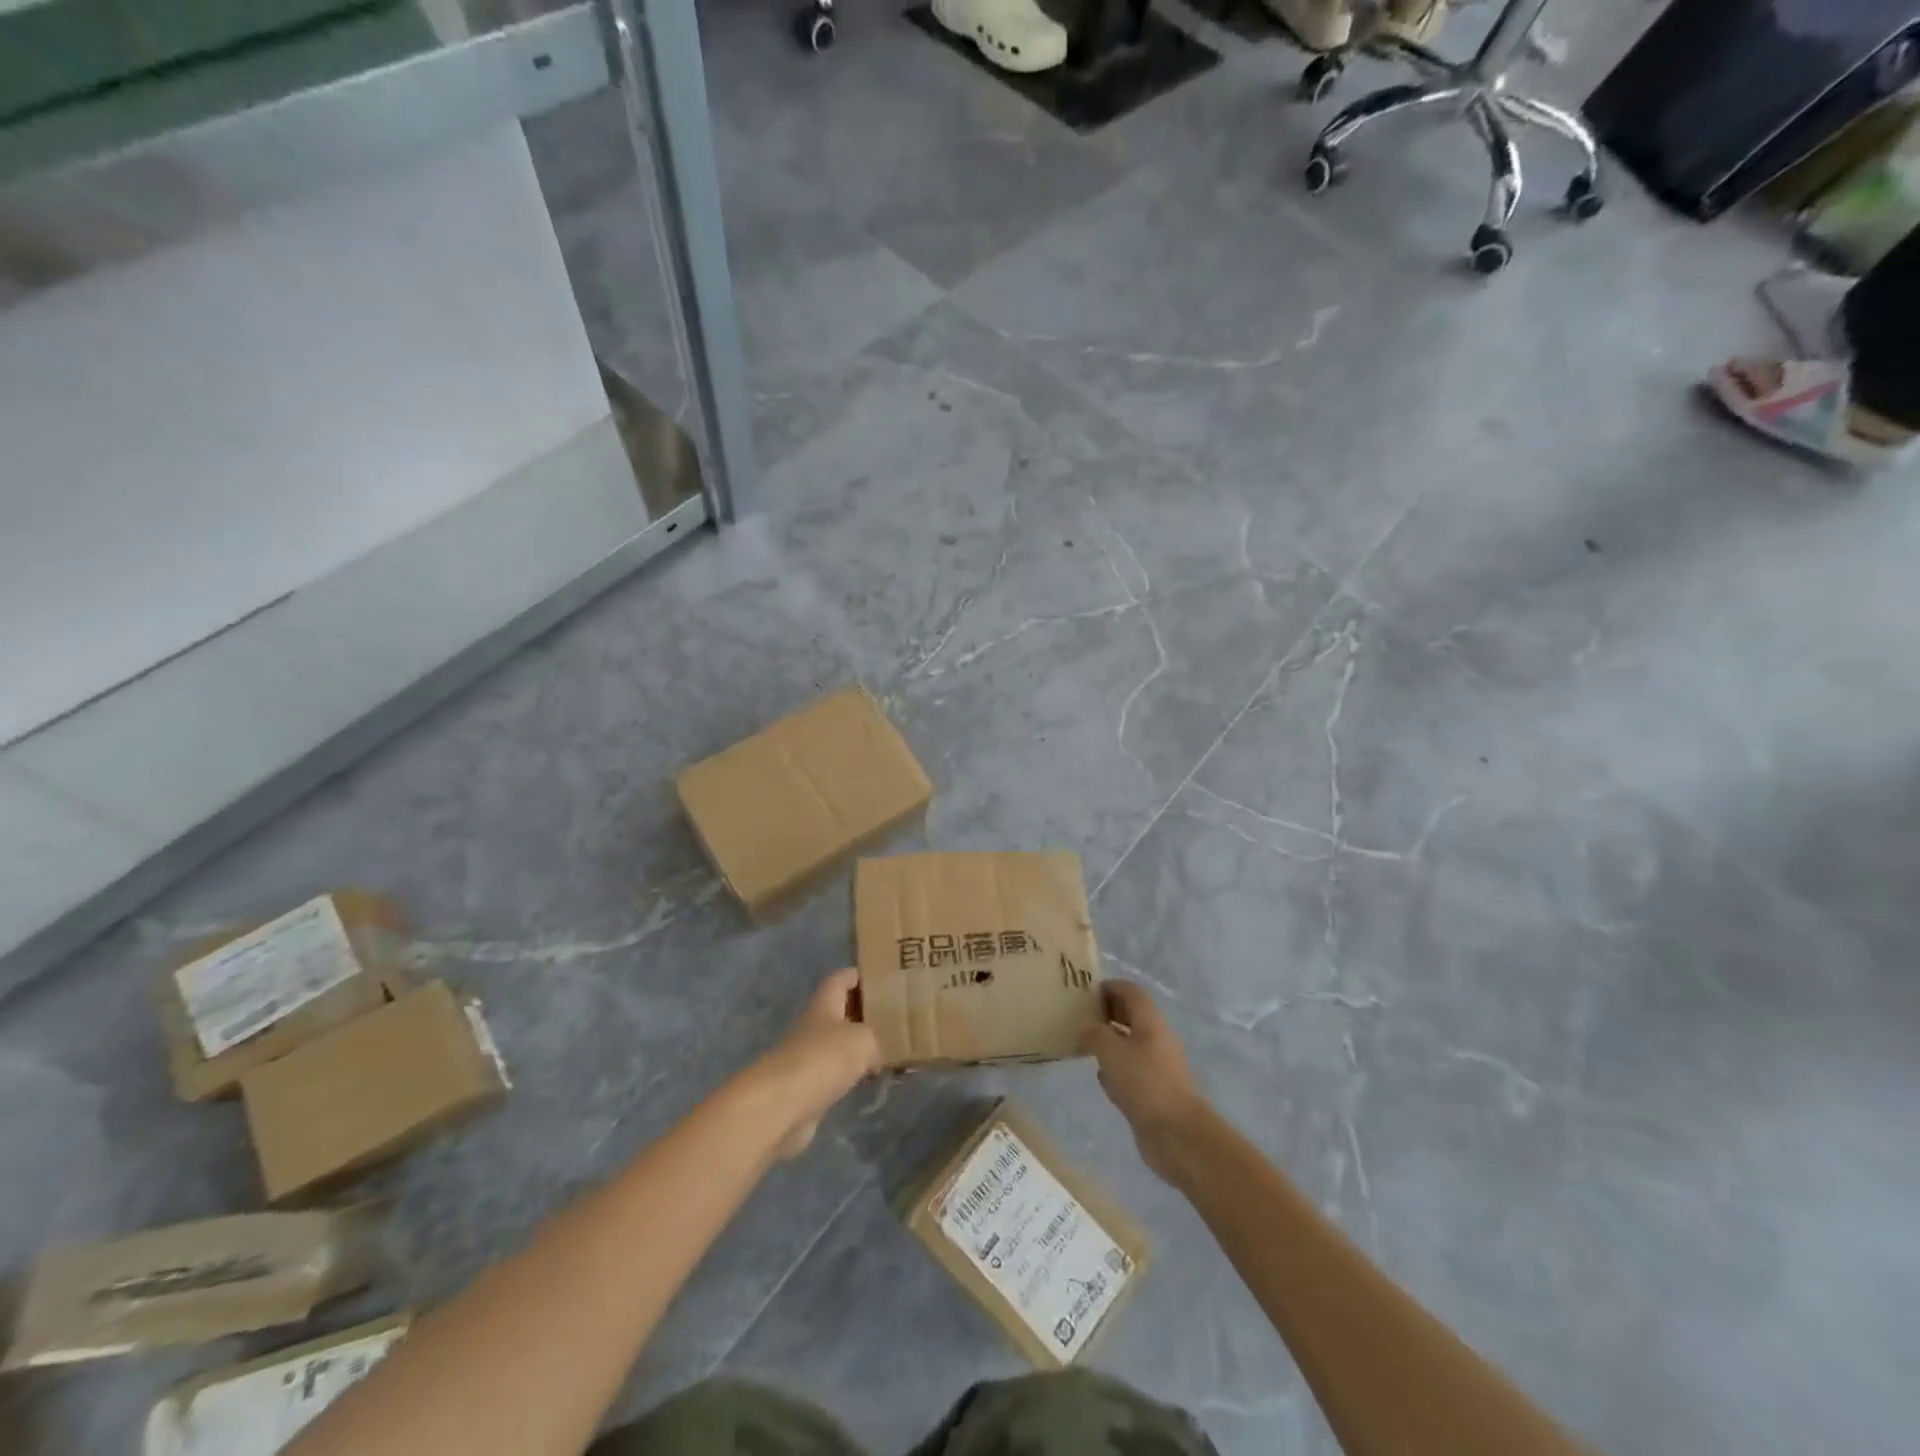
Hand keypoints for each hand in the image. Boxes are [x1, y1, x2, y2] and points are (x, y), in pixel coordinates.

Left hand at [755, 969, 881, 1158]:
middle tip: (890, 1018)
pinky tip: (867, 1083)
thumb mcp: (863, 1040)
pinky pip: (832, 1074)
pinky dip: (848, 1076)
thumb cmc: (823, 1058)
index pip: (839, 979)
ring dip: (855, 1048)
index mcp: (823, 1004)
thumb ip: (875, 1040)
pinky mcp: (804, 1087)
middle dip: (861, 1014)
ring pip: (836, 1045)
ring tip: (885, 1052)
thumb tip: (873, 1057)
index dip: (856, 976)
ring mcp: (805, 1057)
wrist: (780, 1106)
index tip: (878, 977)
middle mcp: (812, 1026)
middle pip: (837, 1012)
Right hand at [1080, 981, 1204, 1183]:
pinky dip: (1115, 1068)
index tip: (1085, 992)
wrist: (1176, 1134)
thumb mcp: (1112, 1051)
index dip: (1109, 987)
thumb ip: (1095, 1034)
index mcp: (1150, 1022)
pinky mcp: (1153, 1091)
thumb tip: (1085, 1027)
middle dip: (1107, 1013)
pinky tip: (1101, 1078)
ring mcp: (1157, 1066)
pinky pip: (1131, 1070)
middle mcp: (1156, 1039)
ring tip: (1084, 1044)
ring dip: (1109, 1041)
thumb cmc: (1144, 1083)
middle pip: (1131, 1016)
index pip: (1130, 992)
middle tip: (1080, 1017)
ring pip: (1130, 1044)